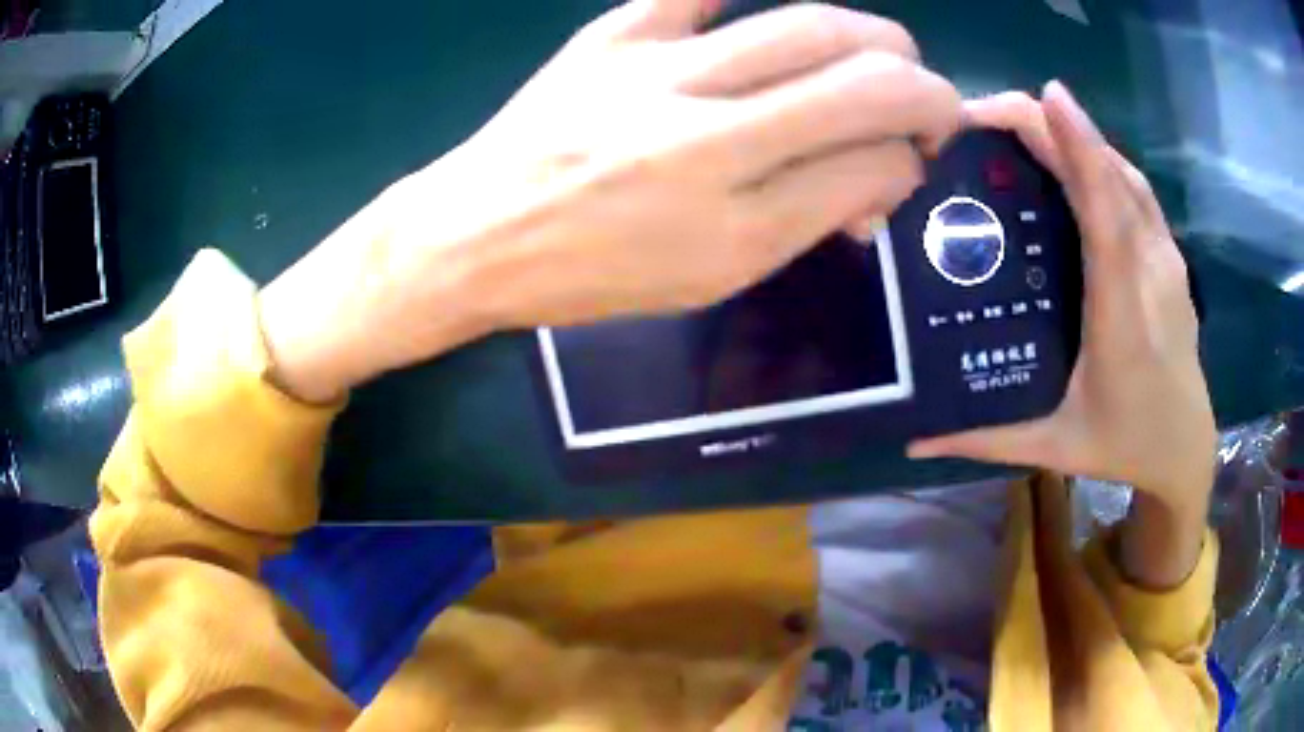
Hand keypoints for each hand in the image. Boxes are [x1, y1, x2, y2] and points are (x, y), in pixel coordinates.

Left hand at [259, 0, 961, 401]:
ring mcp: (657, 73)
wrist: (475, 235)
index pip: (873, 166)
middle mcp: (709, 144)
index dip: (911, 157)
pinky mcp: (614, 33)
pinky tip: (788, 15)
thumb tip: (879, 169)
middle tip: (926, 101)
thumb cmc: (590, 275)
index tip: (908, 159)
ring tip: (885, 55)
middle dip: (926, 90)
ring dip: (877, 37)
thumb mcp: (709, 279)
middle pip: (866, 84)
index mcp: (736, 231)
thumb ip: (806, 221)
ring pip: (812, 26)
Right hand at [909, 82, 1215, 517]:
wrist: (1185, 447)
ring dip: (1076, 136)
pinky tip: (1070, 155)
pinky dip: (1099, 157)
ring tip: (1019, 126)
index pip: (1108, 221)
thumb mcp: (1054, 448)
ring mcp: (1167, 261)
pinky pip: (1135, 189)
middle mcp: (1152, 277)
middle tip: (981, 115)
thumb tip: (912, 438)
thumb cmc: (1124, 446)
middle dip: (1054, 128)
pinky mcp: (1171, 255)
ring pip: (1124, 174)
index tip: (1046, 97)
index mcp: (1124, 323)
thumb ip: (985, 439)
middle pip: (1111, 179)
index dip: (1082, 152)